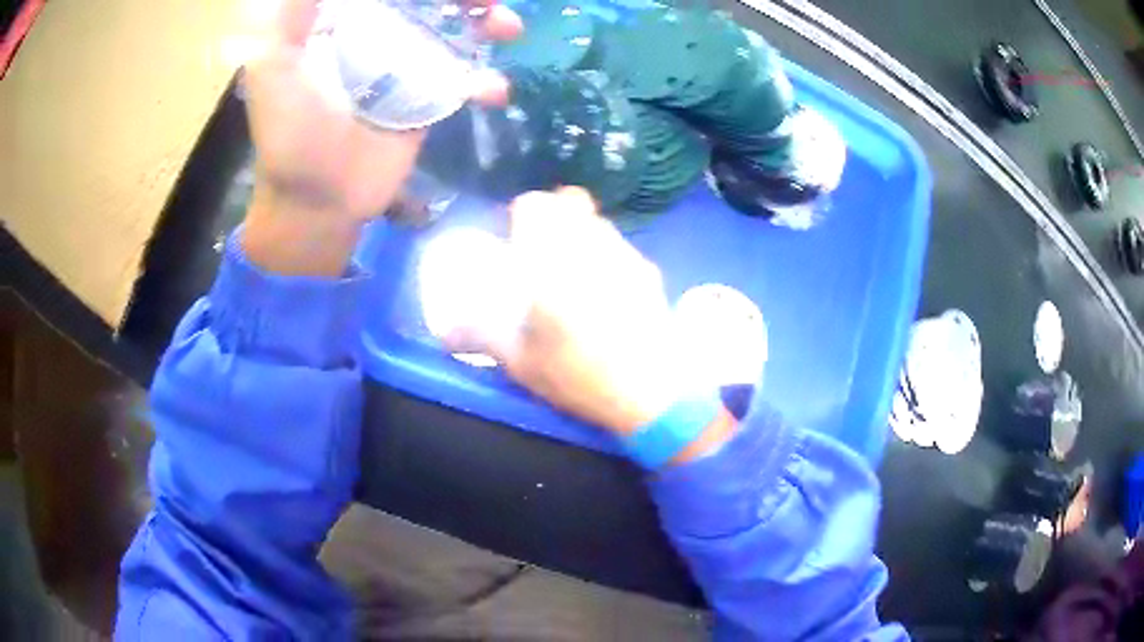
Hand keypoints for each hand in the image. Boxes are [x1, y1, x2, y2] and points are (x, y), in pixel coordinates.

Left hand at [238, 0, 520, 275]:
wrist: (318, 202)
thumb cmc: (290, 136)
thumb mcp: (275, 71)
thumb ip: (291, 22)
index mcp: (347, 24)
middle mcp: (380, 38)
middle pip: (432, 3)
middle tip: (487, 1)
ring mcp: (409, 69)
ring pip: (457, 32)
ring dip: (488, 24)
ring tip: (507, 27)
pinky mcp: (429, 103)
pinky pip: (466, 82)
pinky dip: (485, 82)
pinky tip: (492, 91)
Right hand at [448, 189, 736, 458]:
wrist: (654, 392)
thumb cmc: (580, 374)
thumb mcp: (521, 362)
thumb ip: (482, 337)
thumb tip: (444, 334)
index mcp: (552, 256)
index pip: (534, 203)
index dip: (520, 214)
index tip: (513, 239)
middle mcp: (590, 243)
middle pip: (571, 203)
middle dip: (553, 219)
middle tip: (540, 253)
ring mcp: (626, 254)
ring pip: (598, 224)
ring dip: (581, 237)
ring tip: (574, 276)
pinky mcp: (650, 273)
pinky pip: (620, 249)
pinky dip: (606, 258)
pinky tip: (606, 296)